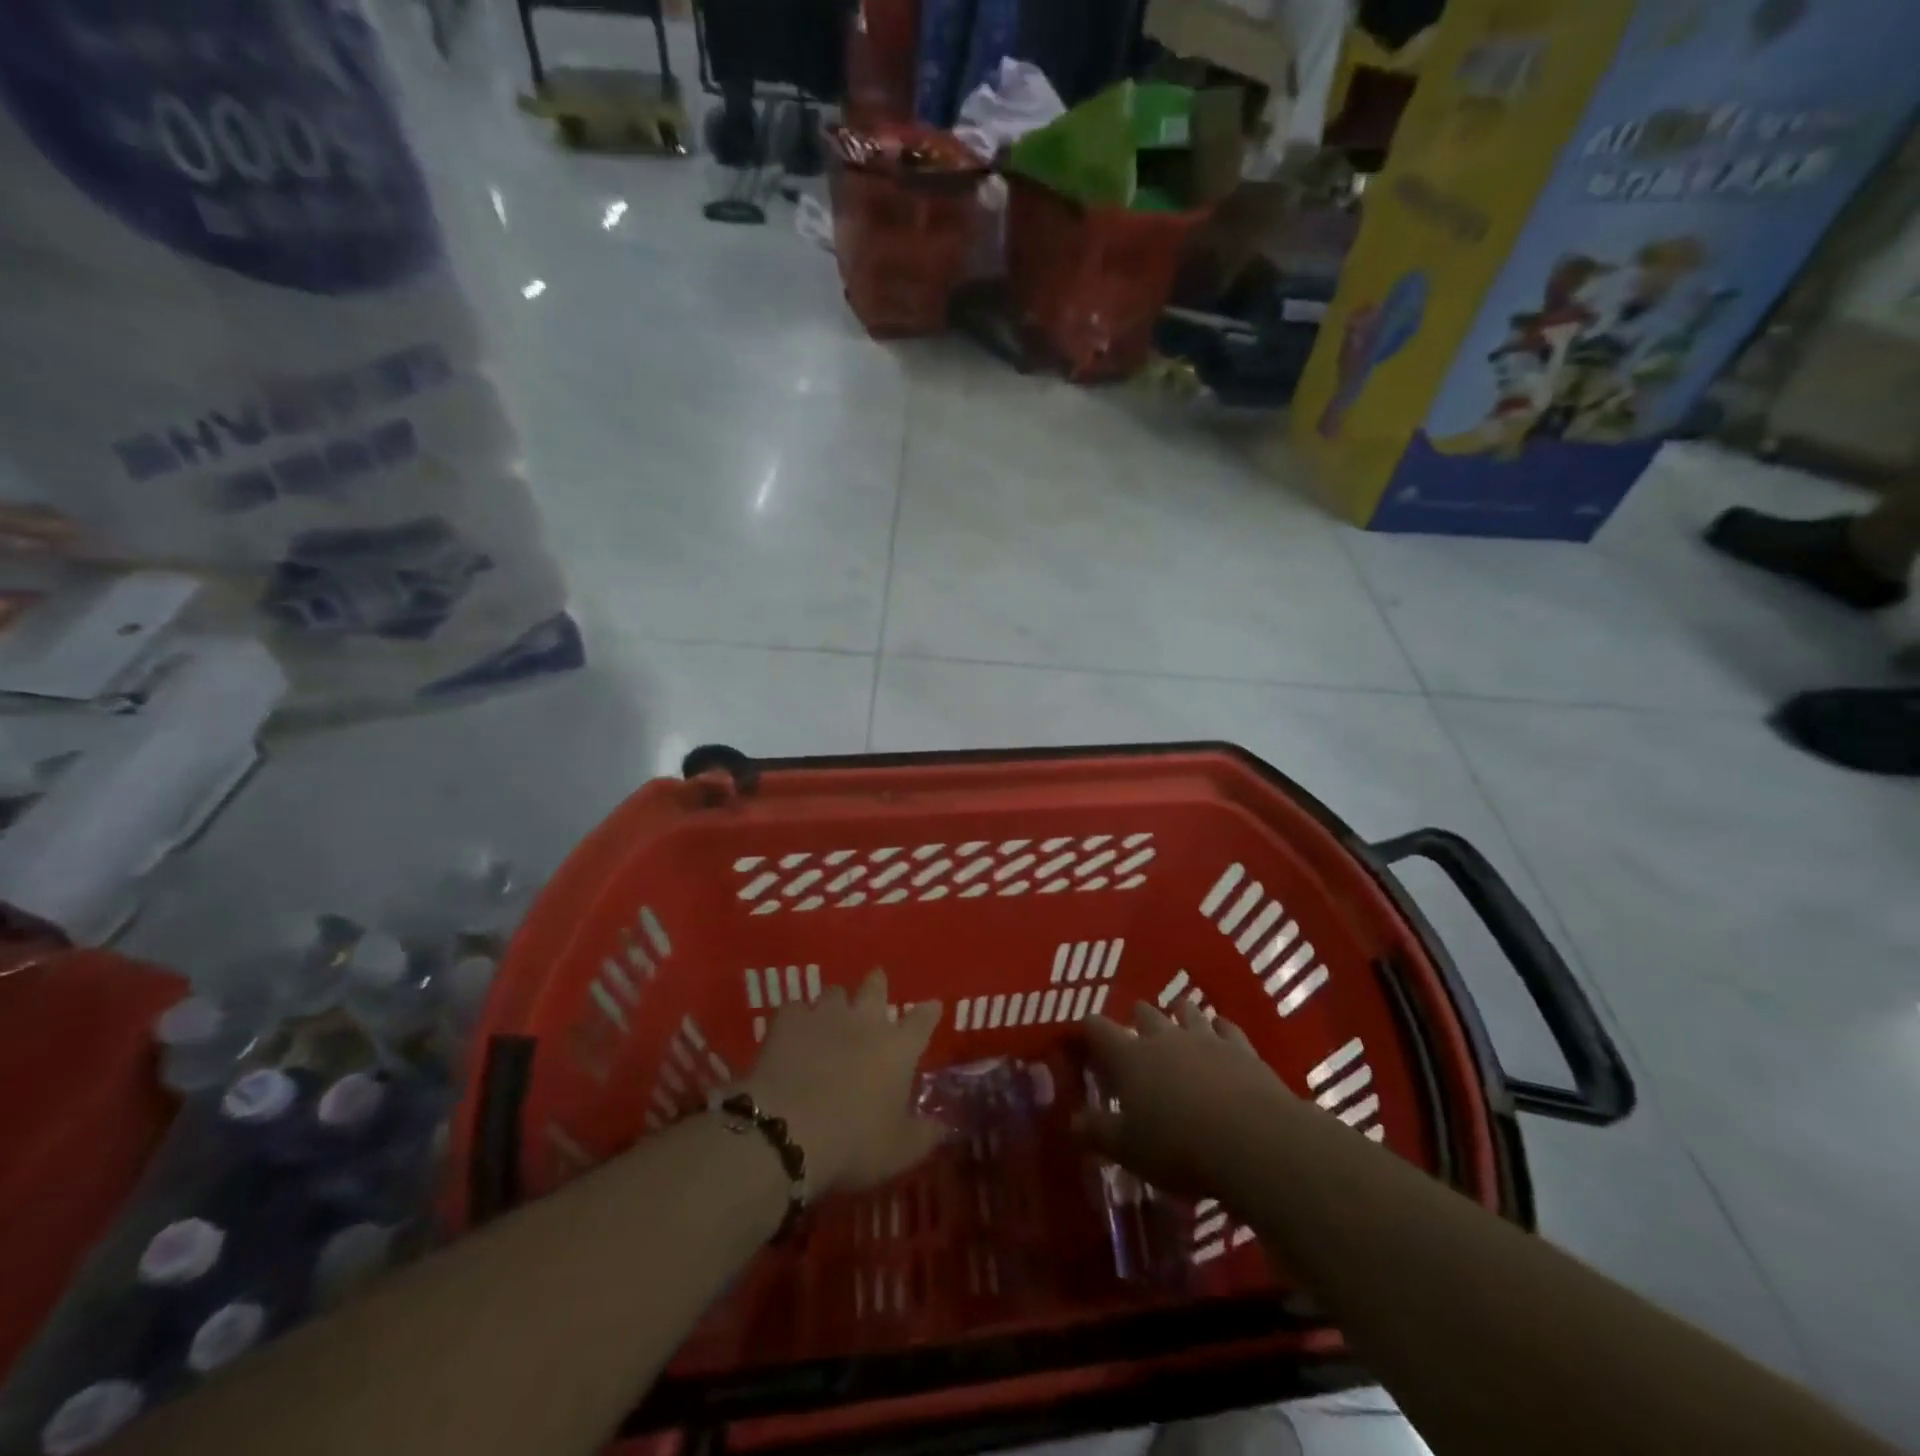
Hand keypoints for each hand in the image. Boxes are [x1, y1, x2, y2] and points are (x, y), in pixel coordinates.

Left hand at [741, 969, 944, 1194]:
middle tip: (877, 983)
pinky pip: (795, 1009)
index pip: (922, 1020)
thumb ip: (926, 1135)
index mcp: (898, 1048)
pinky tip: (792, 1032)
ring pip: (834, 993)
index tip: (932, 1007)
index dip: (929, 1012)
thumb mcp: (900, 1151)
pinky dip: (797, 1019)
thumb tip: (946, 1127)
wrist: (787, 1133)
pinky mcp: (788, 1021)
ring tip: (831, 1015)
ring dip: (836, 1003)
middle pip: (875, 987)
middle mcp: (865, 1021)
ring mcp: (824, 1015)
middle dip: (878, 983)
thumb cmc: (854, 1143)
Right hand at [1077, 1000, 1289, 1198]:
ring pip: (1187, 1011)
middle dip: (1137, 1018)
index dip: (1089, 1029)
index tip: (1084, 1034)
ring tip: (1178, 1023)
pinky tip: (1221, 1031)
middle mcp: (1164, 1037)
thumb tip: (1072, 1121)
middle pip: (1144, 1012)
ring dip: (1180, 1015)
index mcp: (1130, 1057)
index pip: (1098, 1029)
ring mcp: (1205, 1038)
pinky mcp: (1242, 1049)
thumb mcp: (1129, 1149)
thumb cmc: (1179, 1146)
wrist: (1253, 1140)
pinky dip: (1220, 1028)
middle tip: (1135, 1033)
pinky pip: (1227, 1027)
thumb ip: (1098, 1132)